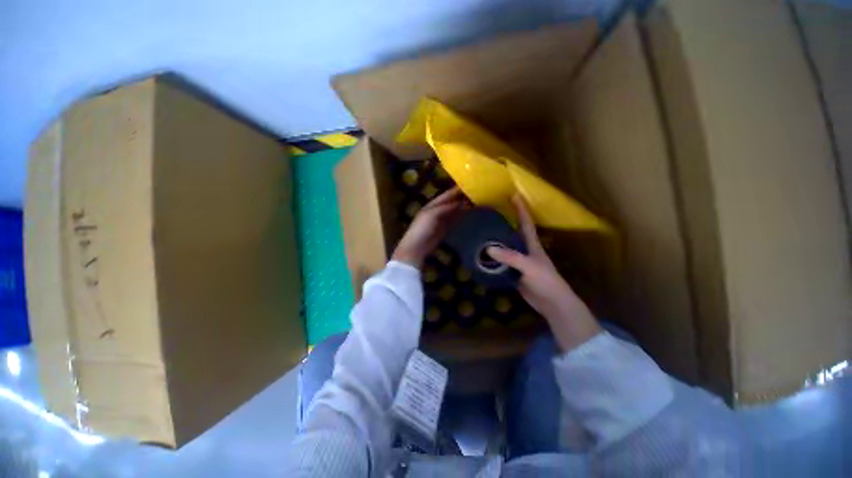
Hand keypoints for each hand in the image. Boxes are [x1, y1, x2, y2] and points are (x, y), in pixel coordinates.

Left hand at [392, 187, 467, 268]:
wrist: (417, 247)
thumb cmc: (422, 229)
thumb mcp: (432, 215)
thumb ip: (446, 207)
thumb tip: (461, 202)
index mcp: (432, 204)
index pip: (447, 195)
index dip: (456, 190)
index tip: (470, 185)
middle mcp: (437, 210)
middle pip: (451, 201)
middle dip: (461, 197)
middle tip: (476, 193)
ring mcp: (441, 219)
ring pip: (454, 209)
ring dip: (462, 205)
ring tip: (475, 200)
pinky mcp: (444, 228)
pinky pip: (454, 219)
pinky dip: (461, 215)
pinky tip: (468, 211)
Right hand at [487, 195, 601, 351]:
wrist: (552, 303)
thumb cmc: (546, 281)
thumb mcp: (529, 266)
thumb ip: (510, 257)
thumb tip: (488, 249)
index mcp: (532, 244)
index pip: (526, 222)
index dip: (521, 208)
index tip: (514, 194)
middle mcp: (525, 250)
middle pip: (512, 233)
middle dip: (503, 223)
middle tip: (489, 214)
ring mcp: (519, 262)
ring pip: (505, 249)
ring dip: (494, 243)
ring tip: (480, 235)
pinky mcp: (513, 273)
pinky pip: (501, 263)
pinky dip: (492, 260)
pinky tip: (481, 257)